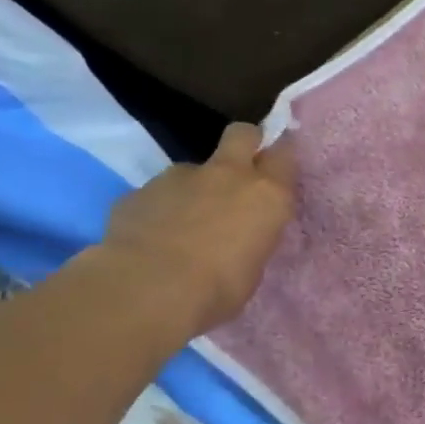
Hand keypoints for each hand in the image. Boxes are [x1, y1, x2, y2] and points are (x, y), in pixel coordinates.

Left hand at [101, 122, 296, 334]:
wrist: (146, 290)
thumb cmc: (218, 288)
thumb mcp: (254, 266)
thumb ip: (250, 237)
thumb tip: (239, 236)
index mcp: (267, 195)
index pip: (285, 154)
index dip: (279, 159)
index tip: (276, 172)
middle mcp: (228, 175)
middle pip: (242, 134)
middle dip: (244, 144)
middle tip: (239, 170)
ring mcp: (180, 177)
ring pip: (194, 169)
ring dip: (194, 187)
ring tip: (184, 224)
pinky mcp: (139, 190)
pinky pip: (157, 194)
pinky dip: (159, 209)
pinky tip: (151, 238)